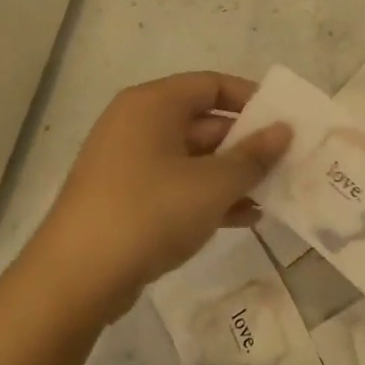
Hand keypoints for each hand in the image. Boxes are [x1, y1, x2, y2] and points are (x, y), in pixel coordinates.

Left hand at [19, 73, 290, 327]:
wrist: (76, 278)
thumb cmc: (150, 212)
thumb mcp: (214, 184)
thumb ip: (254, 155)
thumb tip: (284, 130)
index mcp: (153, 105)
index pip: (212, 85)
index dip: (252, 99)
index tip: (285, 122)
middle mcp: (138, 125)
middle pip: (205, 122)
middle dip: (248, 144)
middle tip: (287, 162)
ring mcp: (129, 164)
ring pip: (195, 158)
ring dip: (234, 175)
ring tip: (273, 193)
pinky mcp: (127, 199)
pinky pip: (178, 185)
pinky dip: (209, 196)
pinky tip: (245, 218)